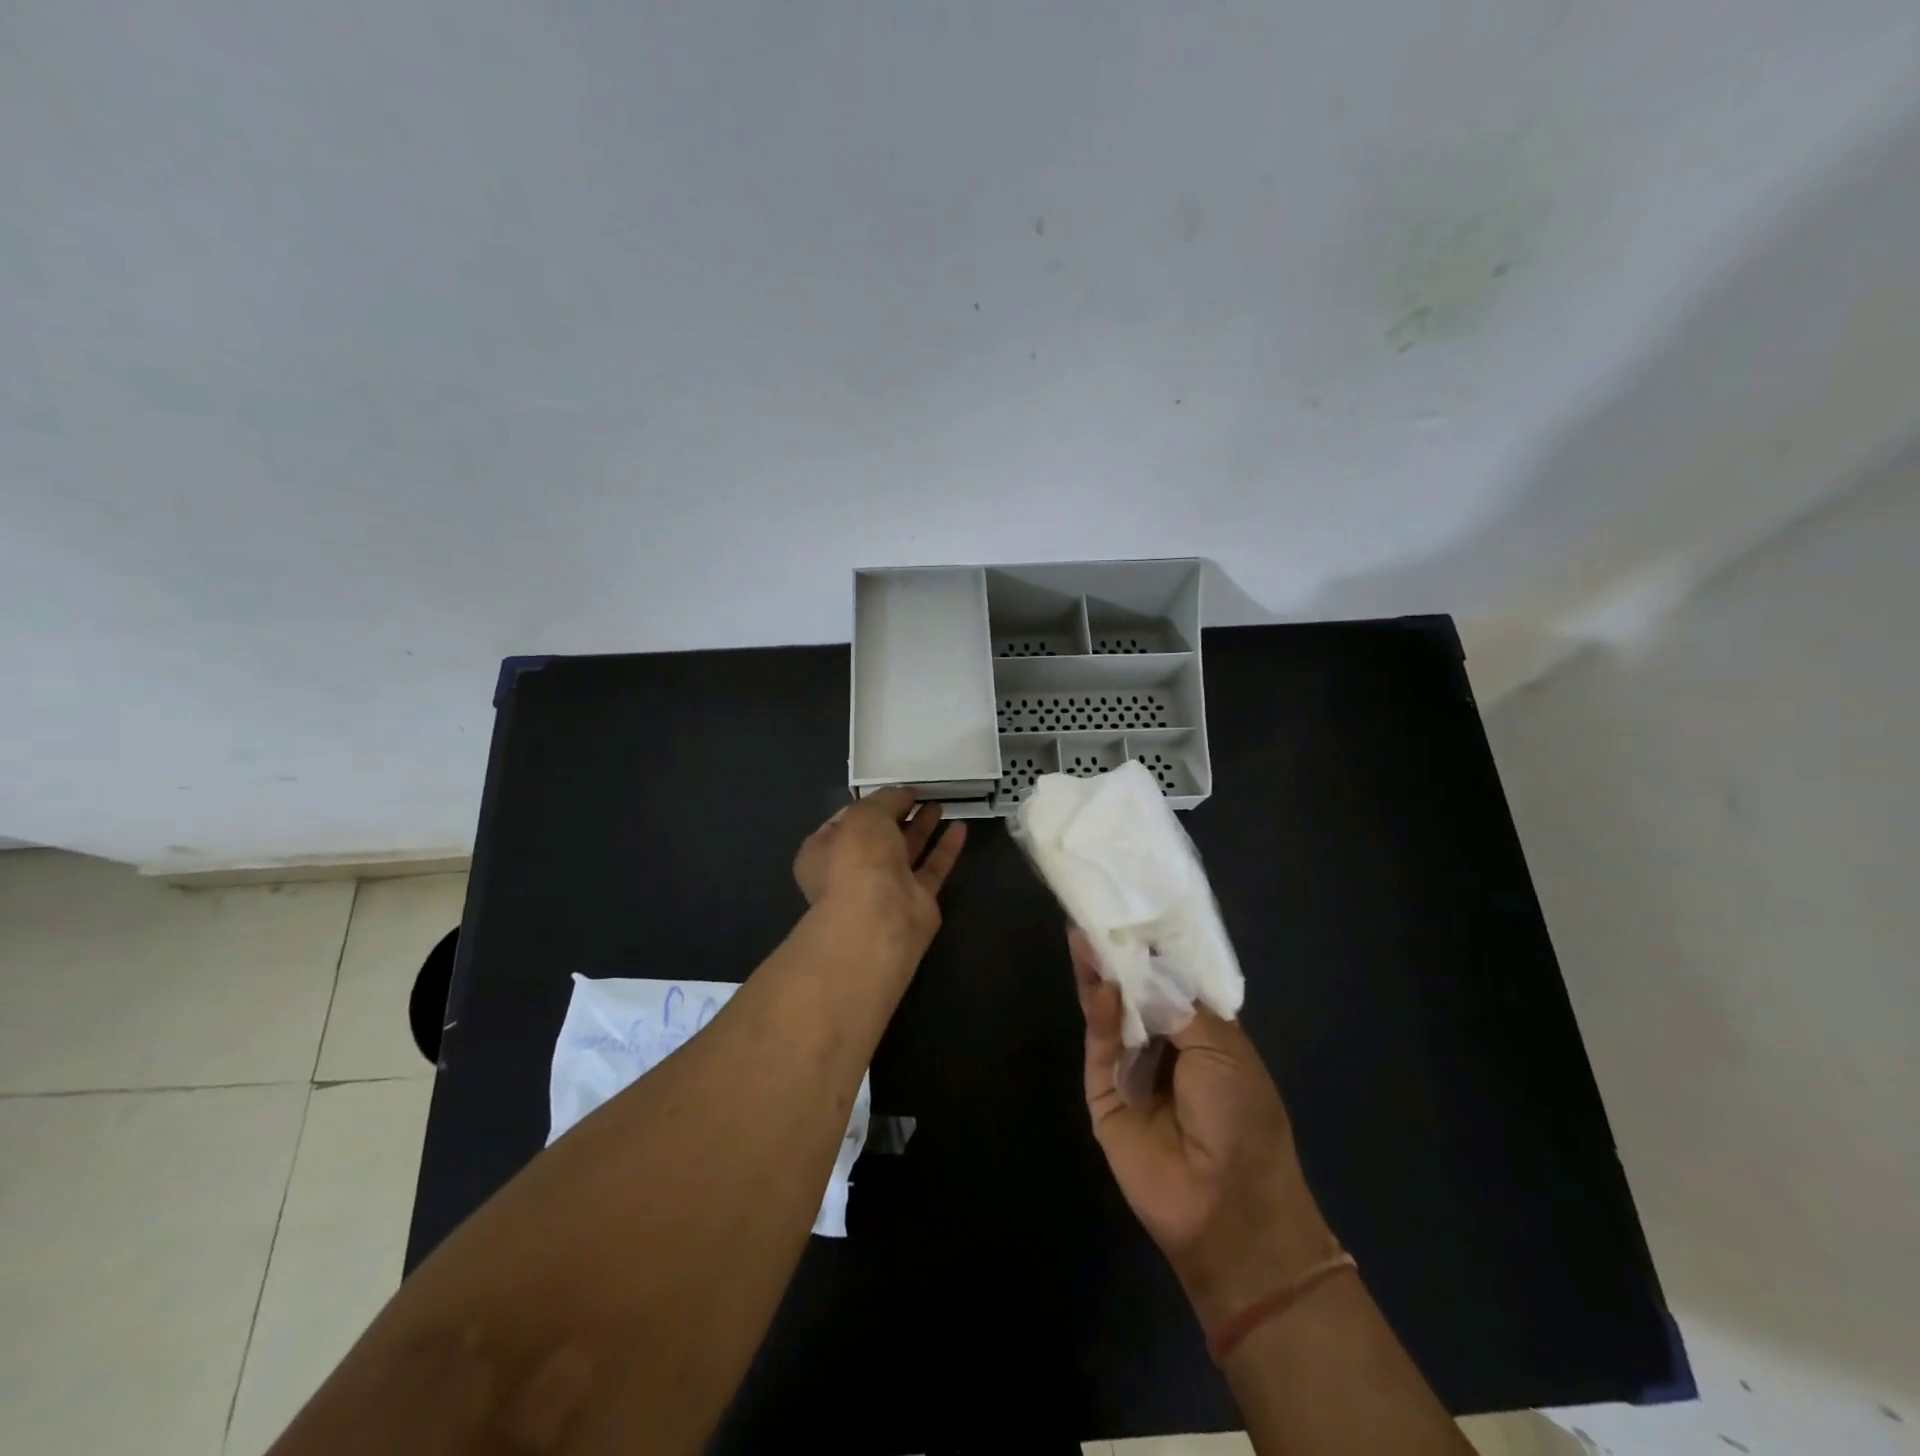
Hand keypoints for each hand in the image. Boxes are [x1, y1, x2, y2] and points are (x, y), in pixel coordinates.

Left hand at [794, 789, 966, 955]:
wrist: (879, 917)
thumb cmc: (858, 857)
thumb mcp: (866, 814)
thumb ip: (886, 799)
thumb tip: (904, 795)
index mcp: (824, 851)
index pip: (845, 821)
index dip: (869, 803)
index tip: (893, 790)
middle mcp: (851, 870)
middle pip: (879, 837)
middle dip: (899, 814)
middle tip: (921, 794)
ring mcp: (885, 887)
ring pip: (906, 852)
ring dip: (922, 828)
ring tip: (940, 803)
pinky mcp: (916, 900)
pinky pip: (932, 868)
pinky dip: (945, 848)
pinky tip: (961, 827)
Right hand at [1071, 929, 1334, 1329]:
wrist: (1225, 1205)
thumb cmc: (1242, 1118)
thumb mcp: (1224, 1048)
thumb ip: (1179, 1002)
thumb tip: (1146, 963)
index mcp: (1203, 1034)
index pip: (1172, 981)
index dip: (1156, 949)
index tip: (1138, 909)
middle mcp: (1165, 1045)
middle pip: (1135, 991)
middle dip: (1121, 956)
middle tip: (1101, 912)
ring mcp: (1131, 1067)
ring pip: (1111, 1011)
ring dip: (1102, 974)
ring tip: (1086, 931)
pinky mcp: (1102, 1088)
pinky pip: (1099, 1042)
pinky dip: (1098, 1010)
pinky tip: (1098, 978)